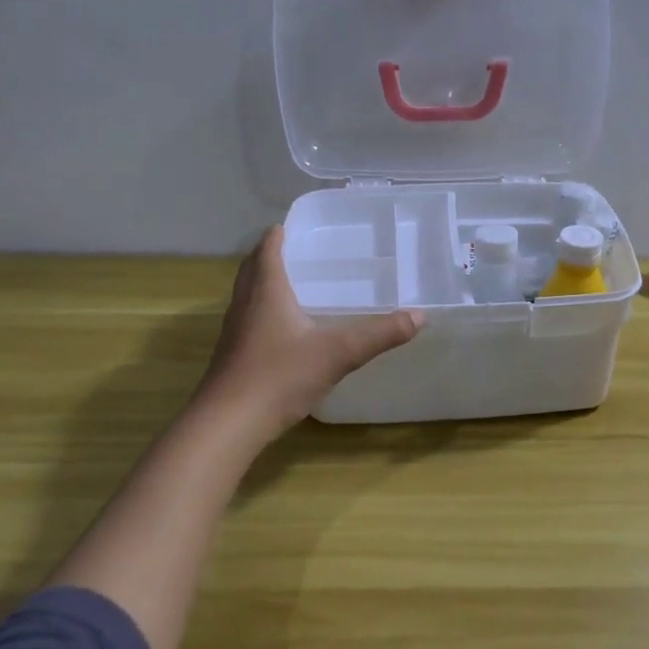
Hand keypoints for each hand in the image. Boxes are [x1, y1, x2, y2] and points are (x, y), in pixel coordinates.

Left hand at [195, 227, 423, 440]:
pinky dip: (263, 309)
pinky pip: (248, 318)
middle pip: (252, 267)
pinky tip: (284, 329)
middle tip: (297, 249)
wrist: (229, 423)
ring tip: (293, 283)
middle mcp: (246, 303)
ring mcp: (235, 330)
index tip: (294, 225)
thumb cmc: (280, 376)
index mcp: (267, 291)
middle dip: (270, 254)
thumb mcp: (338, 353)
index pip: (268, 249)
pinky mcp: (233, 355)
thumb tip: (419, 316)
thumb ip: (379, 334)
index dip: (279, 234)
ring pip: (248, 293)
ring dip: (264, 281)